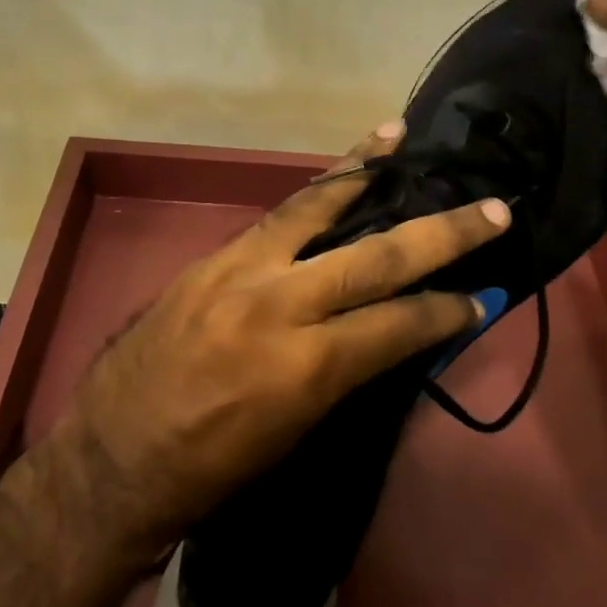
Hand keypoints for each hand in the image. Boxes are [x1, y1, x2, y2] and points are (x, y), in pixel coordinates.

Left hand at [50, 122, 510, 552]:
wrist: (113, 461)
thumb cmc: (213, 471)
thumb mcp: (298, 432)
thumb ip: (349, 371)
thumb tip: (394, 332)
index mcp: (307, 366)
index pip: (400, 324)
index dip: (449, 311)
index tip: (485, 297)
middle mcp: (280, 305)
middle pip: (379, 256)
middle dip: (445, 233)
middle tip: (493, 210)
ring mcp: (241, 271)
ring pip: (316, 207)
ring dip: (365, 170)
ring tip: (398, 136)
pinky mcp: (213, 259)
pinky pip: (276, 215)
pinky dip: (313, 191)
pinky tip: (335, 173)